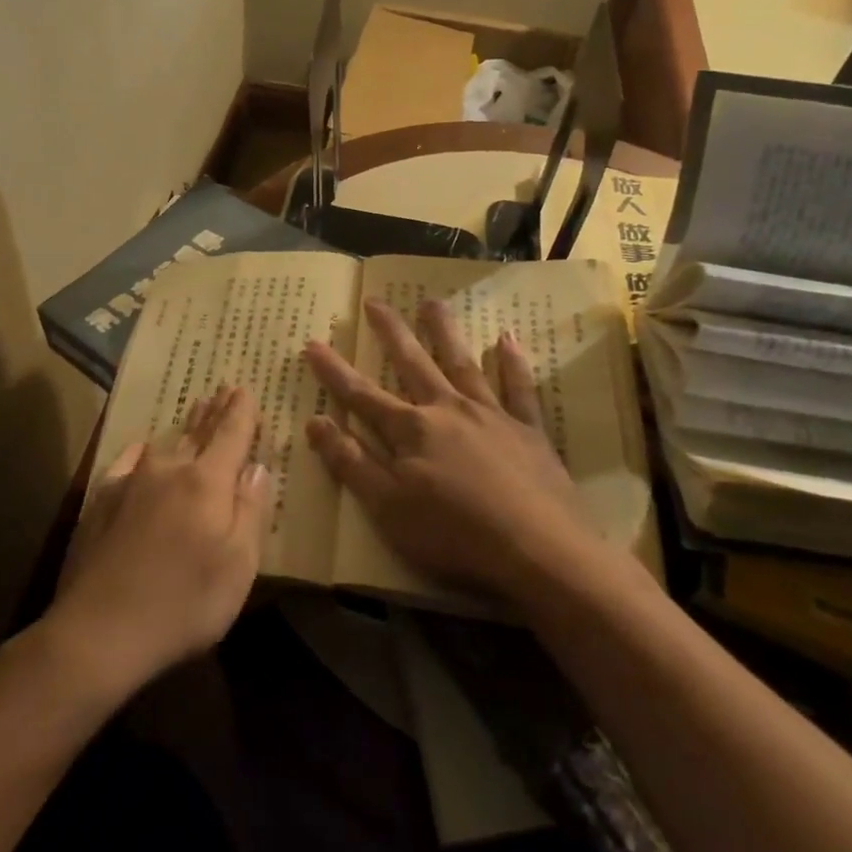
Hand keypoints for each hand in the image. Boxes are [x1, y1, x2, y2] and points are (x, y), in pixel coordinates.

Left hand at [44, 387, 268, 700]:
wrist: (100, 630)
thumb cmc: (184, 602)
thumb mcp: (239, 565)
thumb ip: (250, 510)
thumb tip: (257, 466)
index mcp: (207, 482)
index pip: (231, 434)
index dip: (242, 412)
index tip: (246, 390)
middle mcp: (169, 470)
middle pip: (198, 433)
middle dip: (215, 412)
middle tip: (224, 390)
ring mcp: (130, 483)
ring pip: (165, 444)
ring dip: (184, 427)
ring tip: (195, 409)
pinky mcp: (100, 501)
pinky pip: (128, 462)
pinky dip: (142, 452)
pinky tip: (143, 448)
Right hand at [304, 298, 591, 600]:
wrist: (539, 551)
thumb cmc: (454, 535)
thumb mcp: (387, 508)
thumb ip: (351, 462)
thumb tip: (315, 421)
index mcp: (411, 431)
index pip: (362, 395)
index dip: (334, 371)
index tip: (313, 342)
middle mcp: (447, 410)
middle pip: (413, 364)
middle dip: (390, 332)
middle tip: (375, 300)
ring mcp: (491, 416)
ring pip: (462, 363)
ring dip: (444, 332)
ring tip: (431, 303)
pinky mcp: (528, 430)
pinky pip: (519, 388)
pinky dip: (512, 363)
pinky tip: (507, 339)